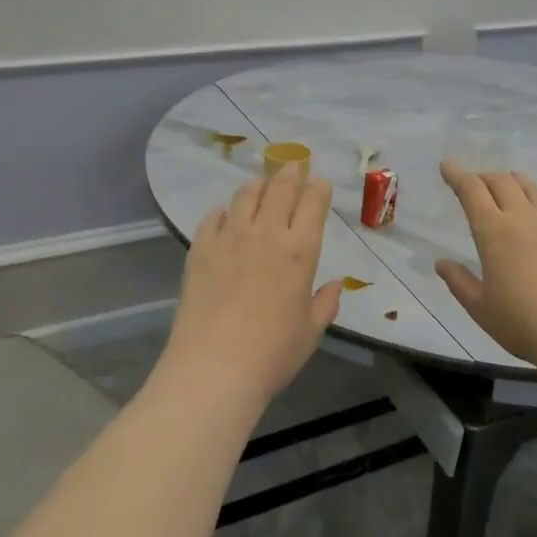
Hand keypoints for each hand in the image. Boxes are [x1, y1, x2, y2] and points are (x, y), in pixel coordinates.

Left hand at [163, 167, 343, 405]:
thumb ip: (325, 303)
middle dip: (290, 173)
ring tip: (262, 186)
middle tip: (293, 167)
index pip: (313, 203)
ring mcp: (229, 238)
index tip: (320, 183)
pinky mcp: (200, 249)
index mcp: (300, 251)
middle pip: (280, 188)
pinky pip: (213, 218)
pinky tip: (226, 216)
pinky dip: (224, 211)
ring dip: (258, 186)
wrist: (214, 368)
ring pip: (245, 195)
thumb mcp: (310, 331)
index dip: (319, 188)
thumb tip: (335, 283)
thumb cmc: (273, 354)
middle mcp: (266, 234)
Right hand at [435, 160, 536, 368]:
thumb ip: (459, 282)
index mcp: (493, 231)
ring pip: (534, 189)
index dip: (457, 175)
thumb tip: (441, 263)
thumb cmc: (522, 322)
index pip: (471, 192)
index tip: (447, 165)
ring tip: (511, 181)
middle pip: (502, 183)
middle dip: (485, 177)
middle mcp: (523, 218)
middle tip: (476, 182)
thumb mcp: (480, 307)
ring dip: (518, 181)